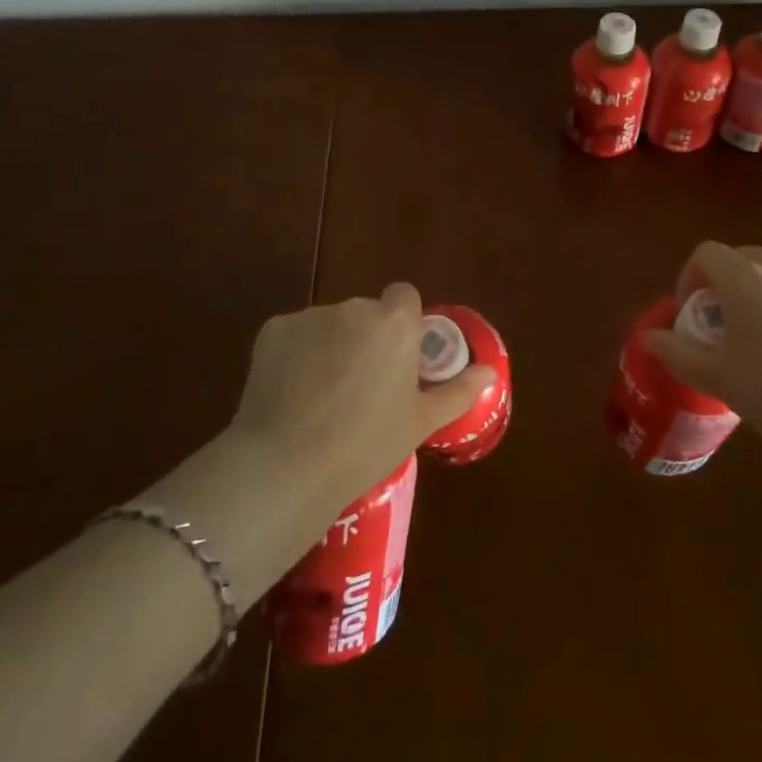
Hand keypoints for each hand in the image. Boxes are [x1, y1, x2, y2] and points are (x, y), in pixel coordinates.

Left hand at [228, 283, 495, 512]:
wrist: (288, 464)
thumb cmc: (366, 445)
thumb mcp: (420, 422)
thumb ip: (457, 390)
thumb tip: (488, 372)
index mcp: (394, 324)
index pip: (404, 297)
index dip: (402, 323)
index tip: (397, 357)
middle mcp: (354, 308)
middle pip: (365, 313)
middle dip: (365, 338)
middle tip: (361, 387)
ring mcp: (310, 316)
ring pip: (328, 324)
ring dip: (330, 346)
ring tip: (322, 397)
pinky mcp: (273, 329)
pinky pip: (294, 335)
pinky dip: (295, 355)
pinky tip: (291, 393)